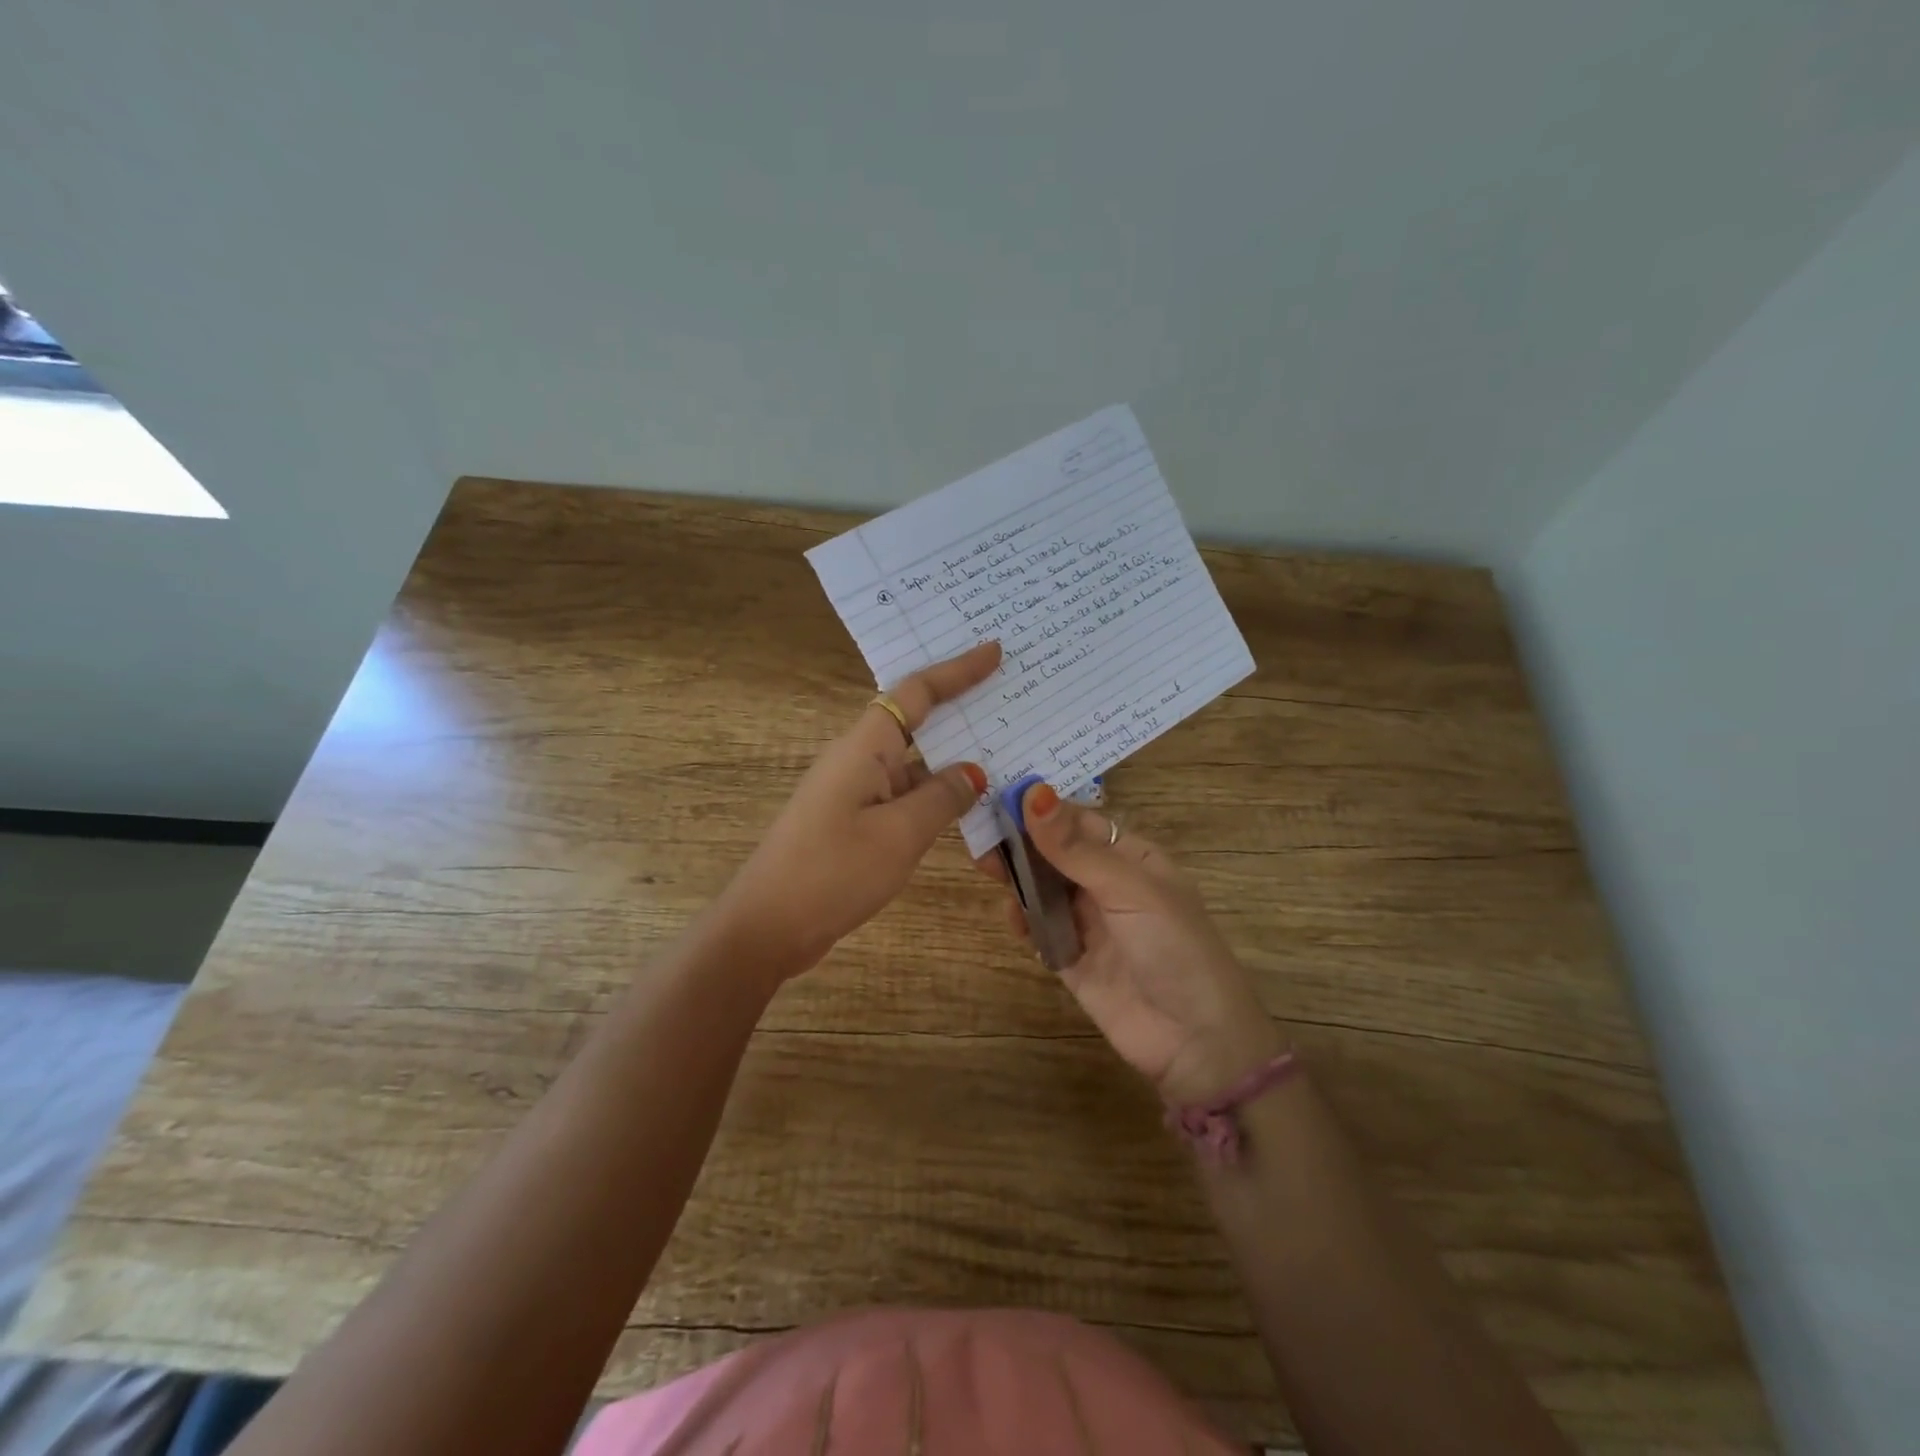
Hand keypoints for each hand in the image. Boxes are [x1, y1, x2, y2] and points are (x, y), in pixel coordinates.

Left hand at [718, 641, 1000, 979]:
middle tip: (1008, 698)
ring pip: (913, 764)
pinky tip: (967, 811)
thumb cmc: (833, 872)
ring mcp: (853, 792)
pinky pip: (903, 796)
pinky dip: (935, 797)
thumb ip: (942, 798)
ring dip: (952, 762)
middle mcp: (858, 759)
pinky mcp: (852, 822)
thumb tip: (973, 772)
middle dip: (959, 710)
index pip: (916, 693)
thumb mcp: (900, 835)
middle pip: (915, 722)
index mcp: (865, 747)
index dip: (957, 671)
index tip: (994, 651)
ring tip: (1004, 758)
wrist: (768, 926)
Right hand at [997, 782, 1284, 1105]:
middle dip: (1021, 840)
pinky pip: (1040, 930)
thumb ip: (1076, 848)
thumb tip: (1034, 794)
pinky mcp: (1071, 959)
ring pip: (1043, 888)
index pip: (1079, 821)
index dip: (1042, 807)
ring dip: (1017, 876)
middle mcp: (1108, 884)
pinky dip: (1023, 920)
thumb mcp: (1129, 888)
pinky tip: (1011, 914)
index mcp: (1131, 857)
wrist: (1195, 1040)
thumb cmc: (1173, 946)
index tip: (999, 794)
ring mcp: (1089, 923)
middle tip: (981, 831)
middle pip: (1055, 853)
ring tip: (984, 864)